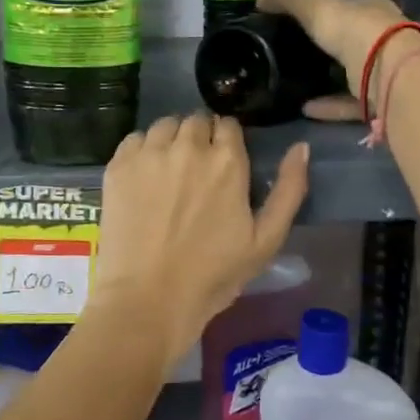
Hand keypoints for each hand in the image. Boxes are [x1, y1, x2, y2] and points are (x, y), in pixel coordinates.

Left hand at [90, 113, 308, 364]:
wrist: (149, 298)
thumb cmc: (213, 274)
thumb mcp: (266, 240)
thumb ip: (289, 189)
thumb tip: (301, 147)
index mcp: (227, 160)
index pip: (229, 125)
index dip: (227, 142)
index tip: (223, 164)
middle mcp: (188, 146)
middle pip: (196, 121)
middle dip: (200, 138)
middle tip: (196, 171)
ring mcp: (149, 153)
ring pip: (165, 125)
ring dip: (172, 139)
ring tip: (170, 170)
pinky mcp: (118, 166)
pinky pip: (134, 139)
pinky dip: (142, 150)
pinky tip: (144, 177)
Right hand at [259, 0, 414, 120]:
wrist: (393, 74)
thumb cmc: (356, 32)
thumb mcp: (316, 8)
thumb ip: (288, 0)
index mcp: (372, 11)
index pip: (346, 8)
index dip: (324, 13)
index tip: (297, 24)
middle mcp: (384, 39)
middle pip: (351, 42)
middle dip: (327, 48)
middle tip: (294, 56)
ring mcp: (385, 71)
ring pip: (353, 75)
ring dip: (326, 81)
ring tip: (295, 85)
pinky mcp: (382, 101)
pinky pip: (350, 103)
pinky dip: (329, 106)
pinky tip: (305, 108)